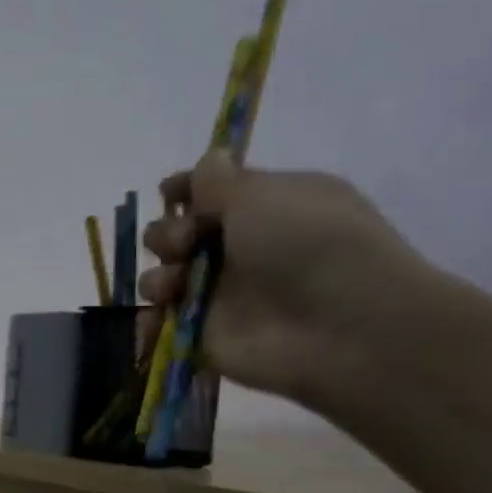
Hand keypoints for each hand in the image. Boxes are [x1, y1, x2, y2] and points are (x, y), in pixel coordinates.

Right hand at [138, 150, 428, 406]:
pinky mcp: (206, 332)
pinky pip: (164, 319)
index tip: (168, 192)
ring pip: (166, 274)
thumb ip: (218, 180)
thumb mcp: (260, 194)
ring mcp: (223, 293)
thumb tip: (209, 161)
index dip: (185, 189)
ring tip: (174, 284)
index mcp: (267, 206)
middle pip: (180, 233)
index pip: (213, 192)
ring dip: (159, 274)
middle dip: (167, 233)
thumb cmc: (307, 243)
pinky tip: (159, 311)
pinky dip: (153, 315)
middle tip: (184, 243)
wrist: (339, 326)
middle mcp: (243, 247)